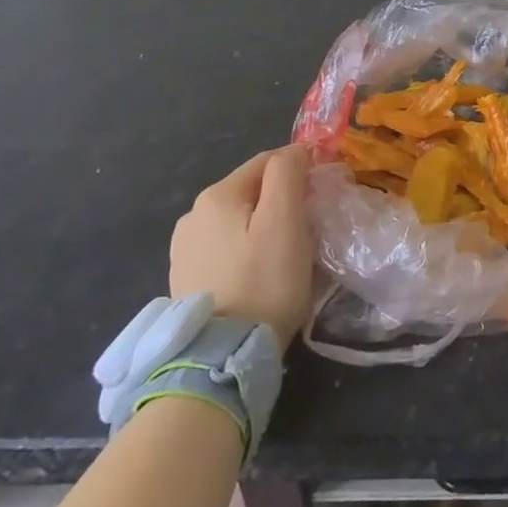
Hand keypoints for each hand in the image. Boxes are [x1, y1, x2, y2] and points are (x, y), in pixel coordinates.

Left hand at [170, 145, 314, 347]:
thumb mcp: (285, 221)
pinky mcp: (184, 276)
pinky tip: (258, 270)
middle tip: (310, 224)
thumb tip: (295, 151)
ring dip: (262, 223)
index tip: (324, 191)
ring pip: (237, 218)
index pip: (269, 160)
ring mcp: (183, 247)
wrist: (221, 355)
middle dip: (282, 197)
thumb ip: (288, 175)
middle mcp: (192, 214)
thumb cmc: (264, 281)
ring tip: (285, 250)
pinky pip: (224, 245)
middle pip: (251, 189)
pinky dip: (245, 247)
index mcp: (217, 195)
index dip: (301, 168)